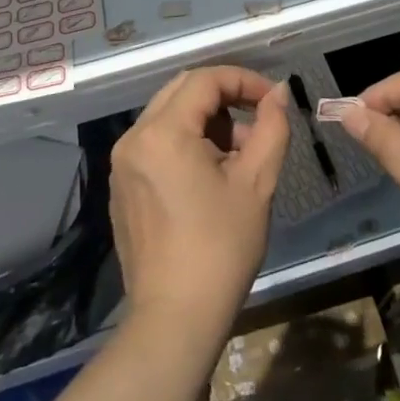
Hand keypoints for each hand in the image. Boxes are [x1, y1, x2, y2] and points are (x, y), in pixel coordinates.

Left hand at [110, 66, 289, 339]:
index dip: (243, 80)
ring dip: (206, 120)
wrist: (175, 320)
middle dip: (225, 97)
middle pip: (183, 91)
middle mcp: (134, 138)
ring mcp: (122, 163)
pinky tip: (211, 174)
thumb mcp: (257, 182)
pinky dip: (185, 141)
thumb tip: (277, 92)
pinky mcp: (122, 186)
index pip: (205, 80)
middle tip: (257, 118)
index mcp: (162, 132)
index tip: (272, 99)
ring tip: (240, 154)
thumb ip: (271, 126)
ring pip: (169, 115)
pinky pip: (155, 142)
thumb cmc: (220, 248)